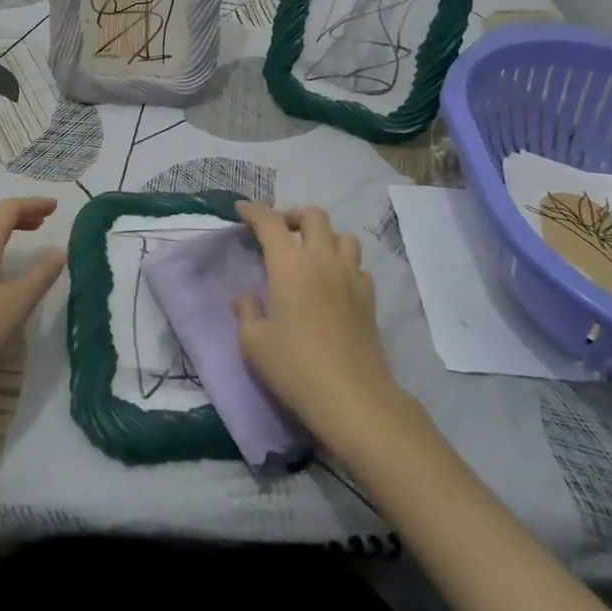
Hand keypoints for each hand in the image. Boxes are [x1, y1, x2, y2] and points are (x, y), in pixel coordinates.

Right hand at [233, 202, 406, 450]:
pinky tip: (334, 284)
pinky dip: (345, 265)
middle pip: (314, 215)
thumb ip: (246, 312)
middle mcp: (322, 260)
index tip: (242, 211)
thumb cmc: (296, 368)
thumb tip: (245, 296)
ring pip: (343, 236)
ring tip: (310, 255)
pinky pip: (358, 266)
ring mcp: (351, 278)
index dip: (254, 212)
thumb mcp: (254, 344)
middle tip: (279, 232)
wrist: (355, 399)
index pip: (270, 222)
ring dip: (324, 236)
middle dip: (293, 215)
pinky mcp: (370, 299)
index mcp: (290, 265)